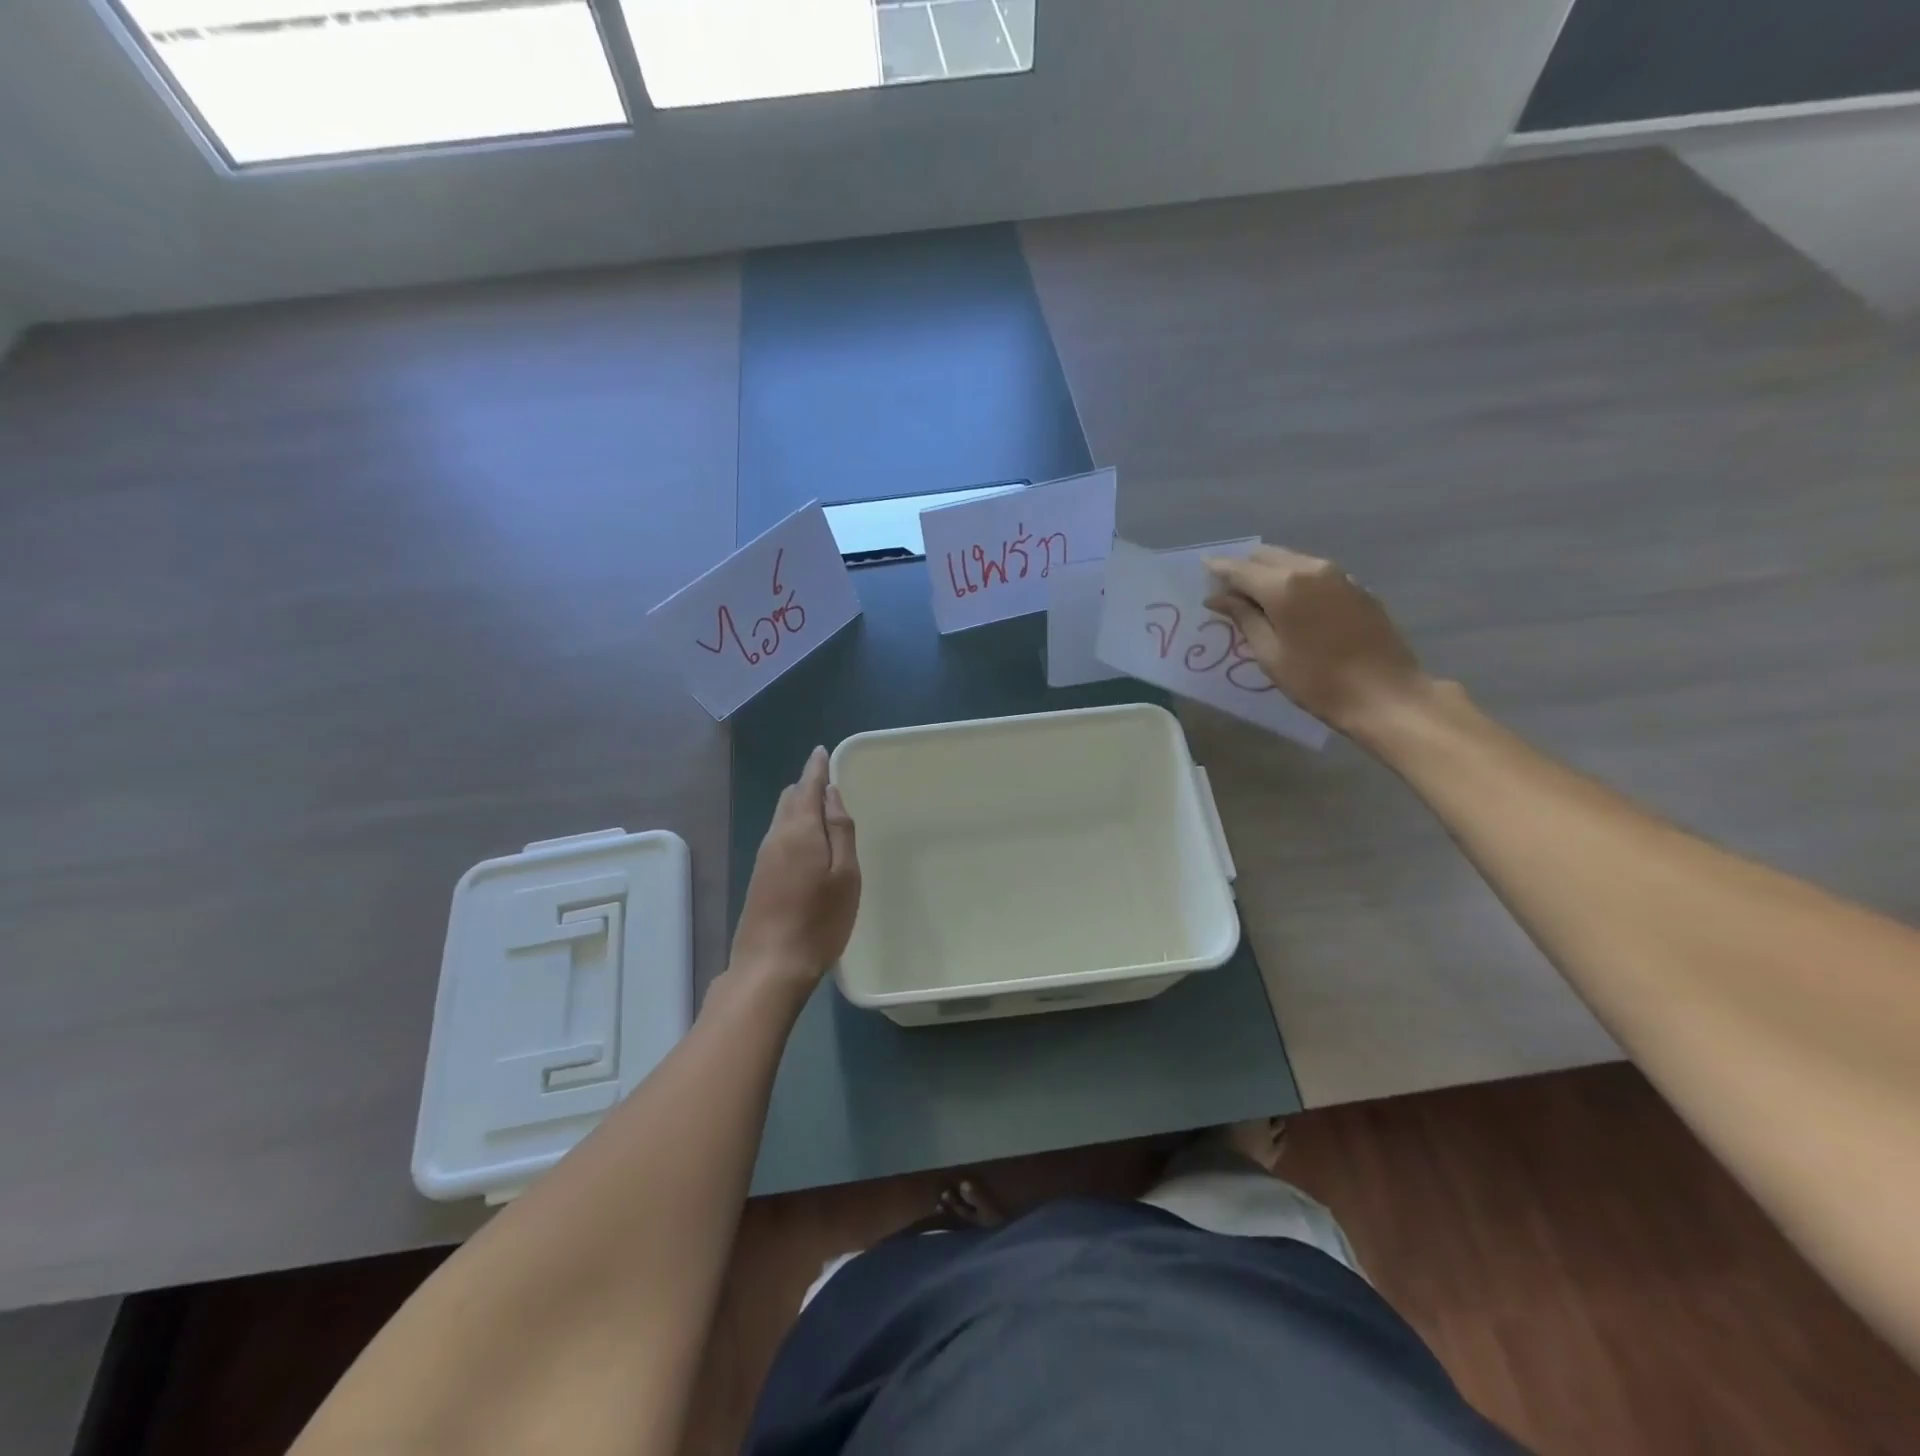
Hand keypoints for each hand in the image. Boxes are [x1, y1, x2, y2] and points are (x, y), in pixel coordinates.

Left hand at [728, 746, 860, 992]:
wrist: (770, 966)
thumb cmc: (819, 921)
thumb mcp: (845, 874)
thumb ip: (840, 830)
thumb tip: (831, 793)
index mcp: (800, 831)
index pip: (807, 786)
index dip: (816, 768)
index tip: (823, 752)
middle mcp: (776, 837)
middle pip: (790, 799)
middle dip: (807, 785)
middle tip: (828, 781)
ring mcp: (763, 858)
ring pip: (781, 817)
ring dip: (799, 806)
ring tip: (821, 807)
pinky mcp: (759, 877)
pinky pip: (778, 836)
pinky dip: (793, 826)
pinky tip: (807, 841)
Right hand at [1204, 546, 1426, 736]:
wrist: (1385, 694)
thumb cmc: (1317, 681)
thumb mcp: (1270, 654)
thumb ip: (1243, 618)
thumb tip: (1218, 597)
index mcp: (1283, 585)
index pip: (1239, 568)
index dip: (1217, 570)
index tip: (1201, 571)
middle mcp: (1310, 568)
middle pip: (1266, 556)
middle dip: (1243, 568)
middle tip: (1227, 592)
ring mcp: (1338, 575)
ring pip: (1292, 560)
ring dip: (1269, 573)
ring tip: (1256, 599)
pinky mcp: (1356, 587)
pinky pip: (1314, 572)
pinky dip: (1294, 580)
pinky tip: (1290, 605)